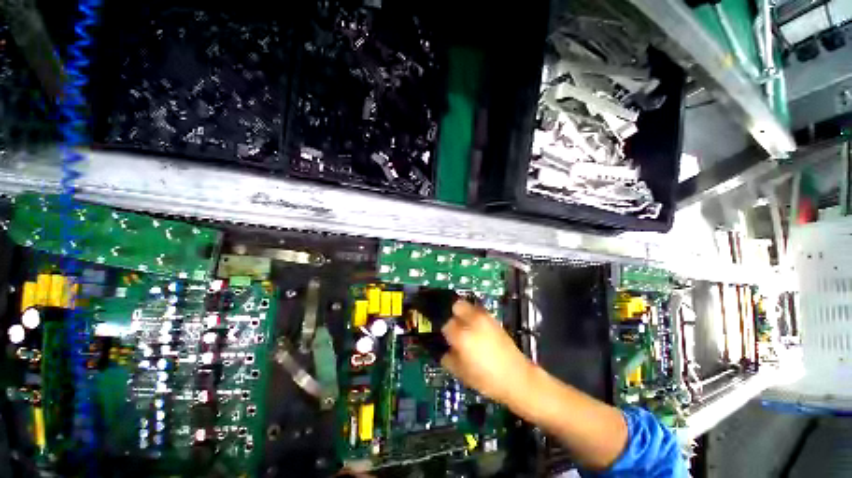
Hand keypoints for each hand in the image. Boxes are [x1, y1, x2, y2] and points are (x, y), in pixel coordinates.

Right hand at [440, 300, 533, 403]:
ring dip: (464, 313)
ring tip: (466, 327)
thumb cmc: (487, 379)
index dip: (445, 332)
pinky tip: (477, 330)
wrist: (517, 378)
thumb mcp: (461, 373)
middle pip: (457, 306)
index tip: (446, 339)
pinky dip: (475, 316)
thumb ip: (448, 358)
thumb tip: (445, 349)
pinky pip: (479, 312)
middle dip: (453, 314)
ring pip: (469, 306)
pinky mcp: (494, 320)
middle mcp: (472, 322)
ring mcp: (485, 318)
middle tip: (454, 327)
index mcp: (462, 336)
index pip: (446, 324)